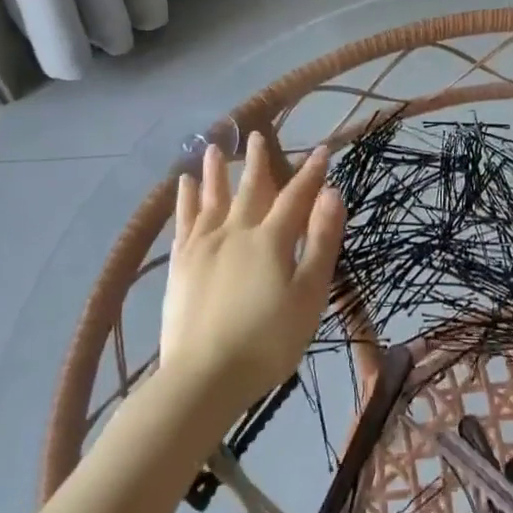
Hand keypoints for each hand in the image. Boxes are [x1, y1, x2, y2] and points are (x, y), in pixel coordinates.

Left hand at [160, 134, 345, 411]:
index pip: (296, 196)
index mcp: (271, 239)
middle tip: (257, 134)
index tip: (321, 150)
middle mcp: (236, 231)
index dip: (311, 173)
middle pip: (250, 189)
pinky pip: (183, 221)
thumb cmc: (268, 340)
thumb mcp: (309, 294)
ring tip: (213, 147)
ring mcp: (203, 246)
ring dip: (214, 172)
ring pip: (211, 198)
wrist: (204, 377)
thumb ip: (320, 241)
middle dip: (258, 161)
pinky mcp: (180, 264)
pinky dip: (184, 200)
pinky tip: (182, 187)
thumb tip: (332, 193)